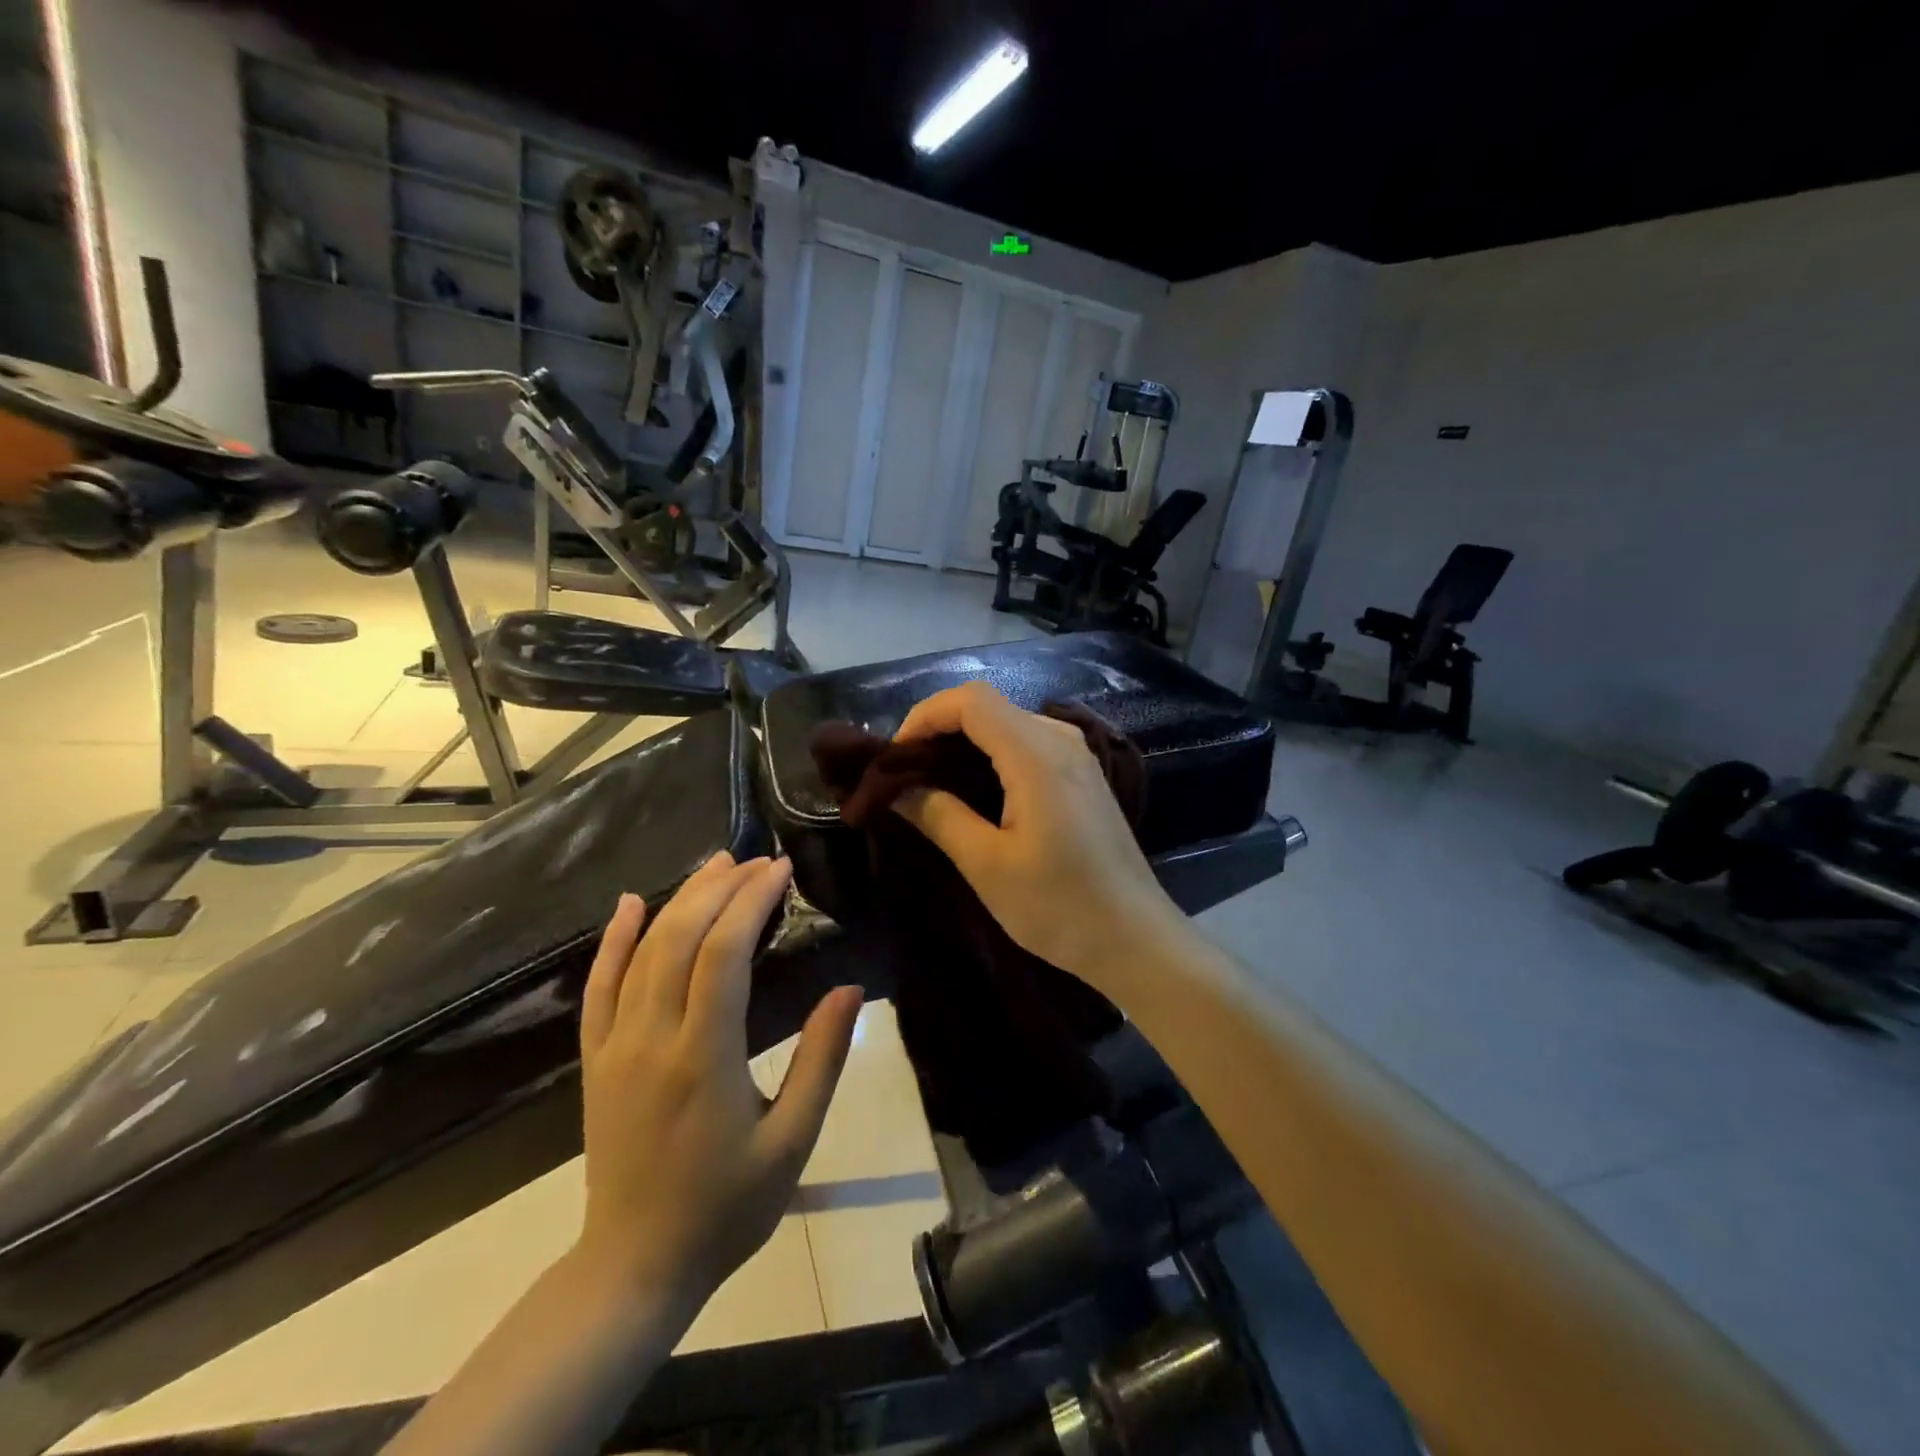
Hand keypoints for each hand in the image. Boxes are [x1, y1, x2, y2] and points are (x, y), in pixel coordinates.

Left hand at [574, 853, 863, 1319]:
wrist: (636, 1267)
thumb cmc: (726, 1207)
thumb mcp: (792, 1142)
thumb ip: (821, 1060)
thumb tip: (849, 988)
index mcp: (705, 1058)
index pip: (724, 955)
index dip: (751, 902)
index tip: (779, 870)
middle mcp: (653, 1040)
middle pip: (681, 939)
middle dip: (720, 889)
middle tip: (756, 861)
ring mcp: (616, 1048)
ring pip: (643, 953)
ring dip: (680, 900)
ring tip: (715, 865)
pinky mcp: (595, 1060)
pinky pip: (598, 988)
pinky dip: (614, 940)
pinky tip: (631, 903)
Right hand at [891, 682, 1185, 991]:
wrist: (1135, 938)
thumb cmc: (1059, 906)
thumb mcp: (987, 865)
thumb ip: (938, 816)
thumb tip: (896, 788)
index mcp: (1036, 754)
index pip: (970, 700)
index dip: (924, 716)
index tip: (893, 757)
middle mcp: (1060, 739)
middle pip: (988, 705)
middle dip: (938, 729)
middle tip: (904, 773)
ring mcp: (1076, 755)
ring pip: (1007, 723)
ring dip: (964, 741)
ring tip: (930, 781)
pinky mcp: (1082, 774)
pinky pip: (1027, 743)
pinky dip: (991, 754)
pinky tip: (974, 790)